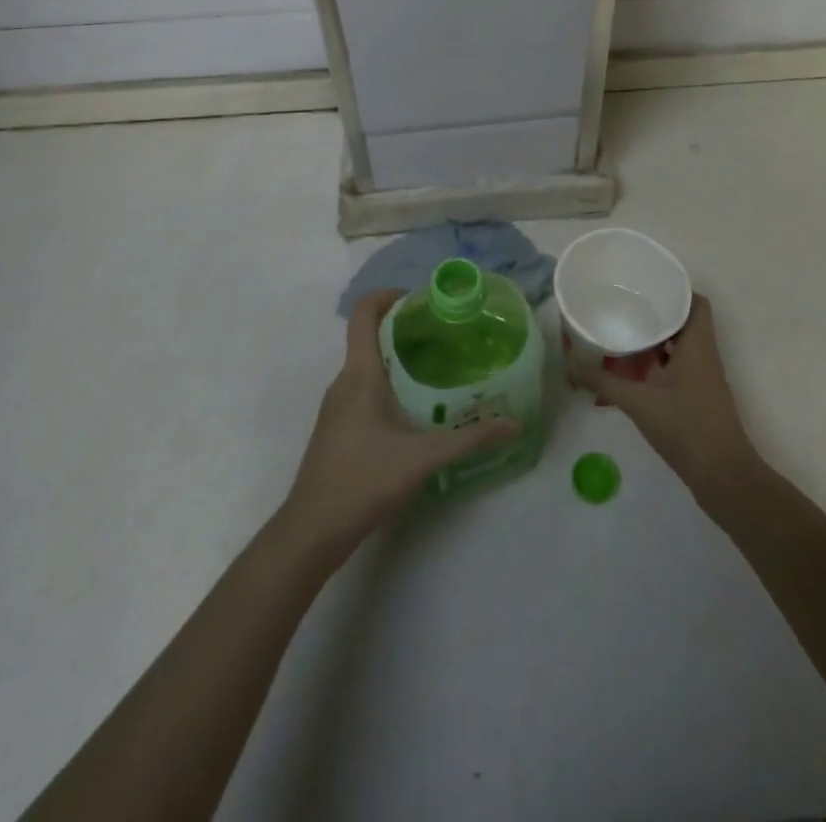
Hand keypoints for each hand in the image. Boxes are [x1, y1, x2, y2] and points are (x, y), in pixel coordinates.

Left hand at [274, 289, 518, 562]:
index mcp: (360, 374)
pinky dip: (387, 380)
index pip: (364, 312)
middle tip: (444, 333)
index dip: (389, 295)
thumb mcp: (423, 458)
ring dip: (396, 355)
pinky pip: (362, 386)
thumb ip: (470, 439)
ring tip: (436, 366)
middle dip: (404, 326)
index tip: (422, 301)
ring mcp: (336, 404)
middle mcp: (344, 381)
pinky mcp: (336, 426)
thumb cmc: (364, 481)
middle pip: (368, 334)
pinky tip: (414, 406)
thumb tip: (514, 424)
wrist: (311, 531)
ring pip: (366, 363)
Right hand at [573, 295, 758, 493]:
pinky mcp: (697, 398)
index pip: (696, 302)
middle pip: (683, 322)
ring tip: (620, 334)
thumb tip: (569, 363)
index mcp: (697, 345)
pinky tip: (628, 373)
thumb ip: (603, 381)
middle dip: (655, 313)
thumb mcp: (639, 403)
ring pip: (678, 346)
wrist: (723, 478)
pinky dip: (655, 364)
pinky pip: (676, 368)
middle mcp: (703, 356)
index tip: (645, 286)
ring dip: (653, 340)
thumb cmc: (686, 429)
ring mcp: (702, 379)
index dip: (675, 289)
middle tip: (623, 306)